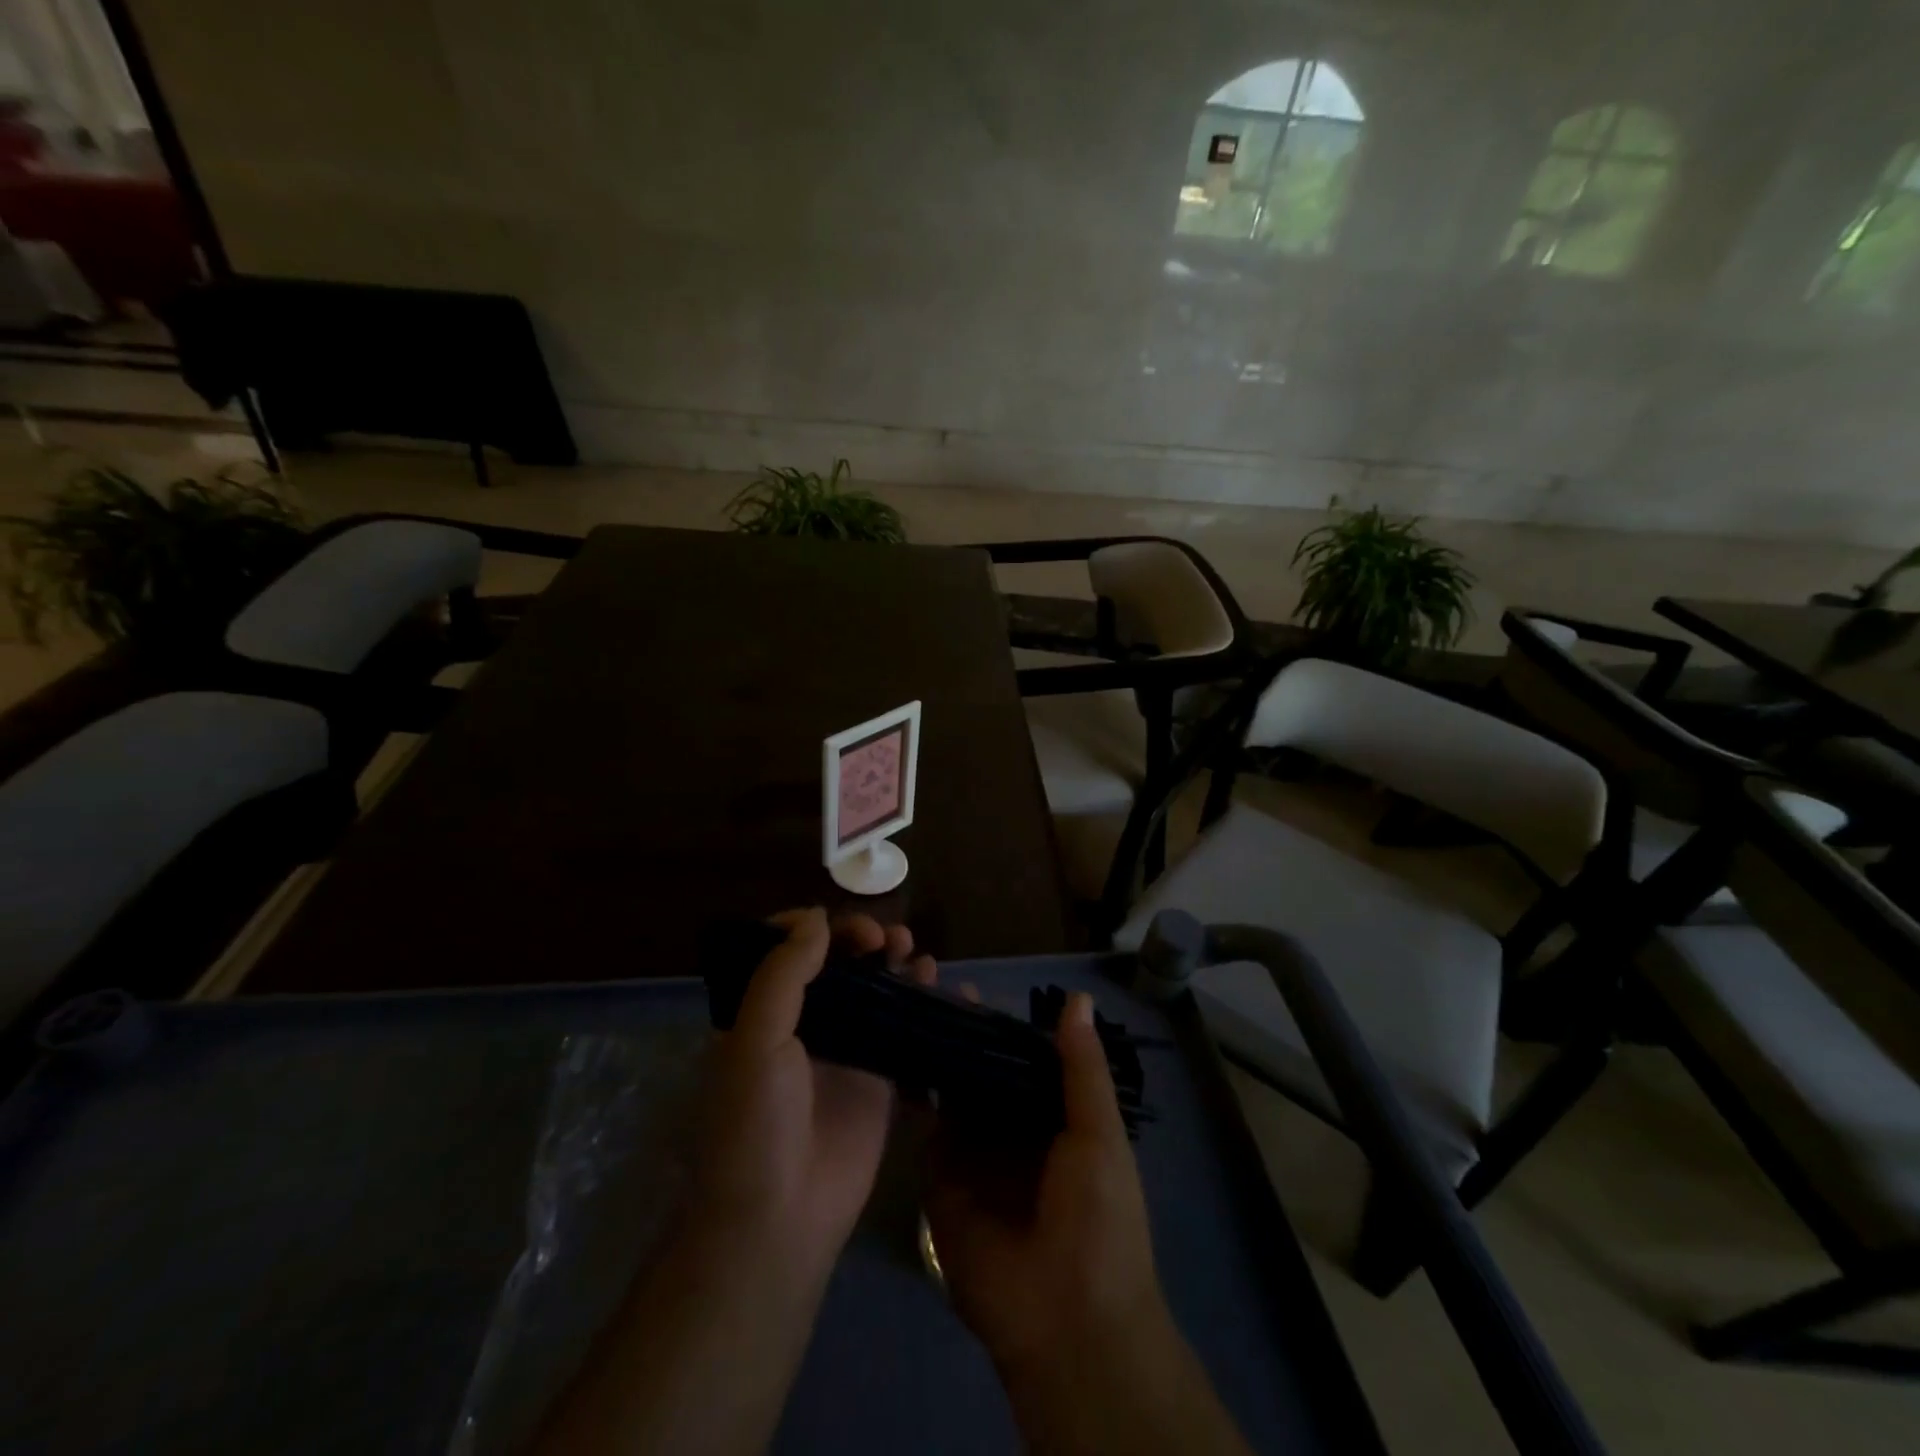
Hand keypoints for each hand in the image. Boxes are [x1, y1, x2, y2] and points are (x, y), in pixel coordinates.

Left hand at [695, 906, 933, 1280]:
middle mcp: (805, 1024)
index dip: (816, 928)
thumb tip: (817, 916)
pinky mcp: (880, 1080)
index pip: (789, 949)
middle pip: (838, 962)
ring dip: (896, 963)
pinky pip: (907, 1030)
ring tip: (916, 954)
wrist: (781, 1219)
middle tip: (886, 940)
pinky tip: (944, 989)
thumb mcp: (754, 1041)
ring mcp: (846, 1051)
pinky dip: (926, 1005)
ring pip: (876, 990)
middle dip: (862, 939)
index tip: (843, 928)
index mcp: (763, 1011)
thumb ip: (783, 974)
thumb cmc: (755, 1124)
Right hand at [925, 990, 1251, 1455]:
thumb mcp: (1100, 1136)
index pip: (1021, 1056)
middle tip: (923, 981)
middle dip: (958, 1032)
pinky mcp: (939, 1179)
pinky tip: (892, 1052)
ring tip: (902, 1005)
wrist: (1066, 1322)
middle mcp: (1008, 1128)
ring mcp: (971, 1152)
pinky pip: (923, 1129)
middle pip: (980, 1068)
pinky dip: (911, 1093)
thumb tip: (1077, 998)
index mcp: (1052, 1116)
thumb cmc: (1099, 1220)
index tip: (967, 983)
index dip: (998, 1022)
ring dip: (931, 1053)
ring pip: (949, 1091)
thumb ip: (1083, 1070)